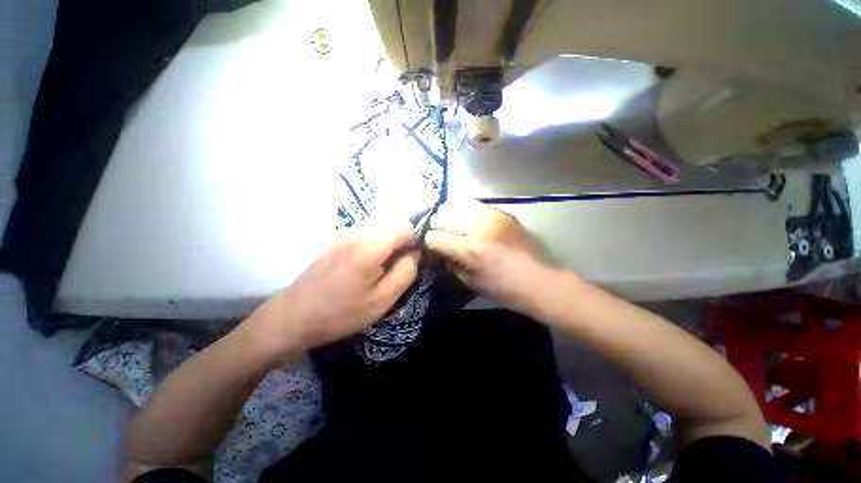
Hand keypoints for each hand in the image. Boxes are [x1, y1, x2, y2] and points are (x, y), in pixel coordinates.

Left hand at [247, 220, 419, 359]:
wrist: (294, 316)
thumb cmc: (341, 312)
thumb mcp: (383, 300)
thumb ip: (406, 271)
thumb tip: (415, 252)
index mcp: (370, 245)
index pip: (405, 225)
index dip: (414, 239)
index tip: (409, 258)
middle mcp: (357, 231)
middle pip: (392, 220)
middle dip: (402, 238)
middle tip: (397, 262)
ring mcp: (344, 232)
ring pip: (379, 223)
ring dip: (388, 238)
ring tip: (383, 263)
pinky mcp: (336, 238)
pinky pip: (366, 229)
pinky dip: (375, 239)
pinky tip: (367, 261)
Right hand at [424, 200, 557, 312]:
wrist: (536, 279)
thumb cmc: (502, 288)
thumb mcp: (470, 282)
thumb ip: (451, 262)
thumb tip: (440, 248)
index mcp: (470, 250)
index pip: (434, 237)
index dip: (429, 242)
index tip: (432, 246)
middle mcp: (478, 228)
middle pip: (441, 217)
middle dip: (436, 226)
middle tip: (441, 234)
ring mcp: (492, 217)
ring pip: (456, 204)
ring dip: (449, 215)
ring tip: (451, 223)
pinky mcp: (502, 212)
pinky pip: (474, 204)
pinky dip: (465, 210)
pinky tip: (467, 219)